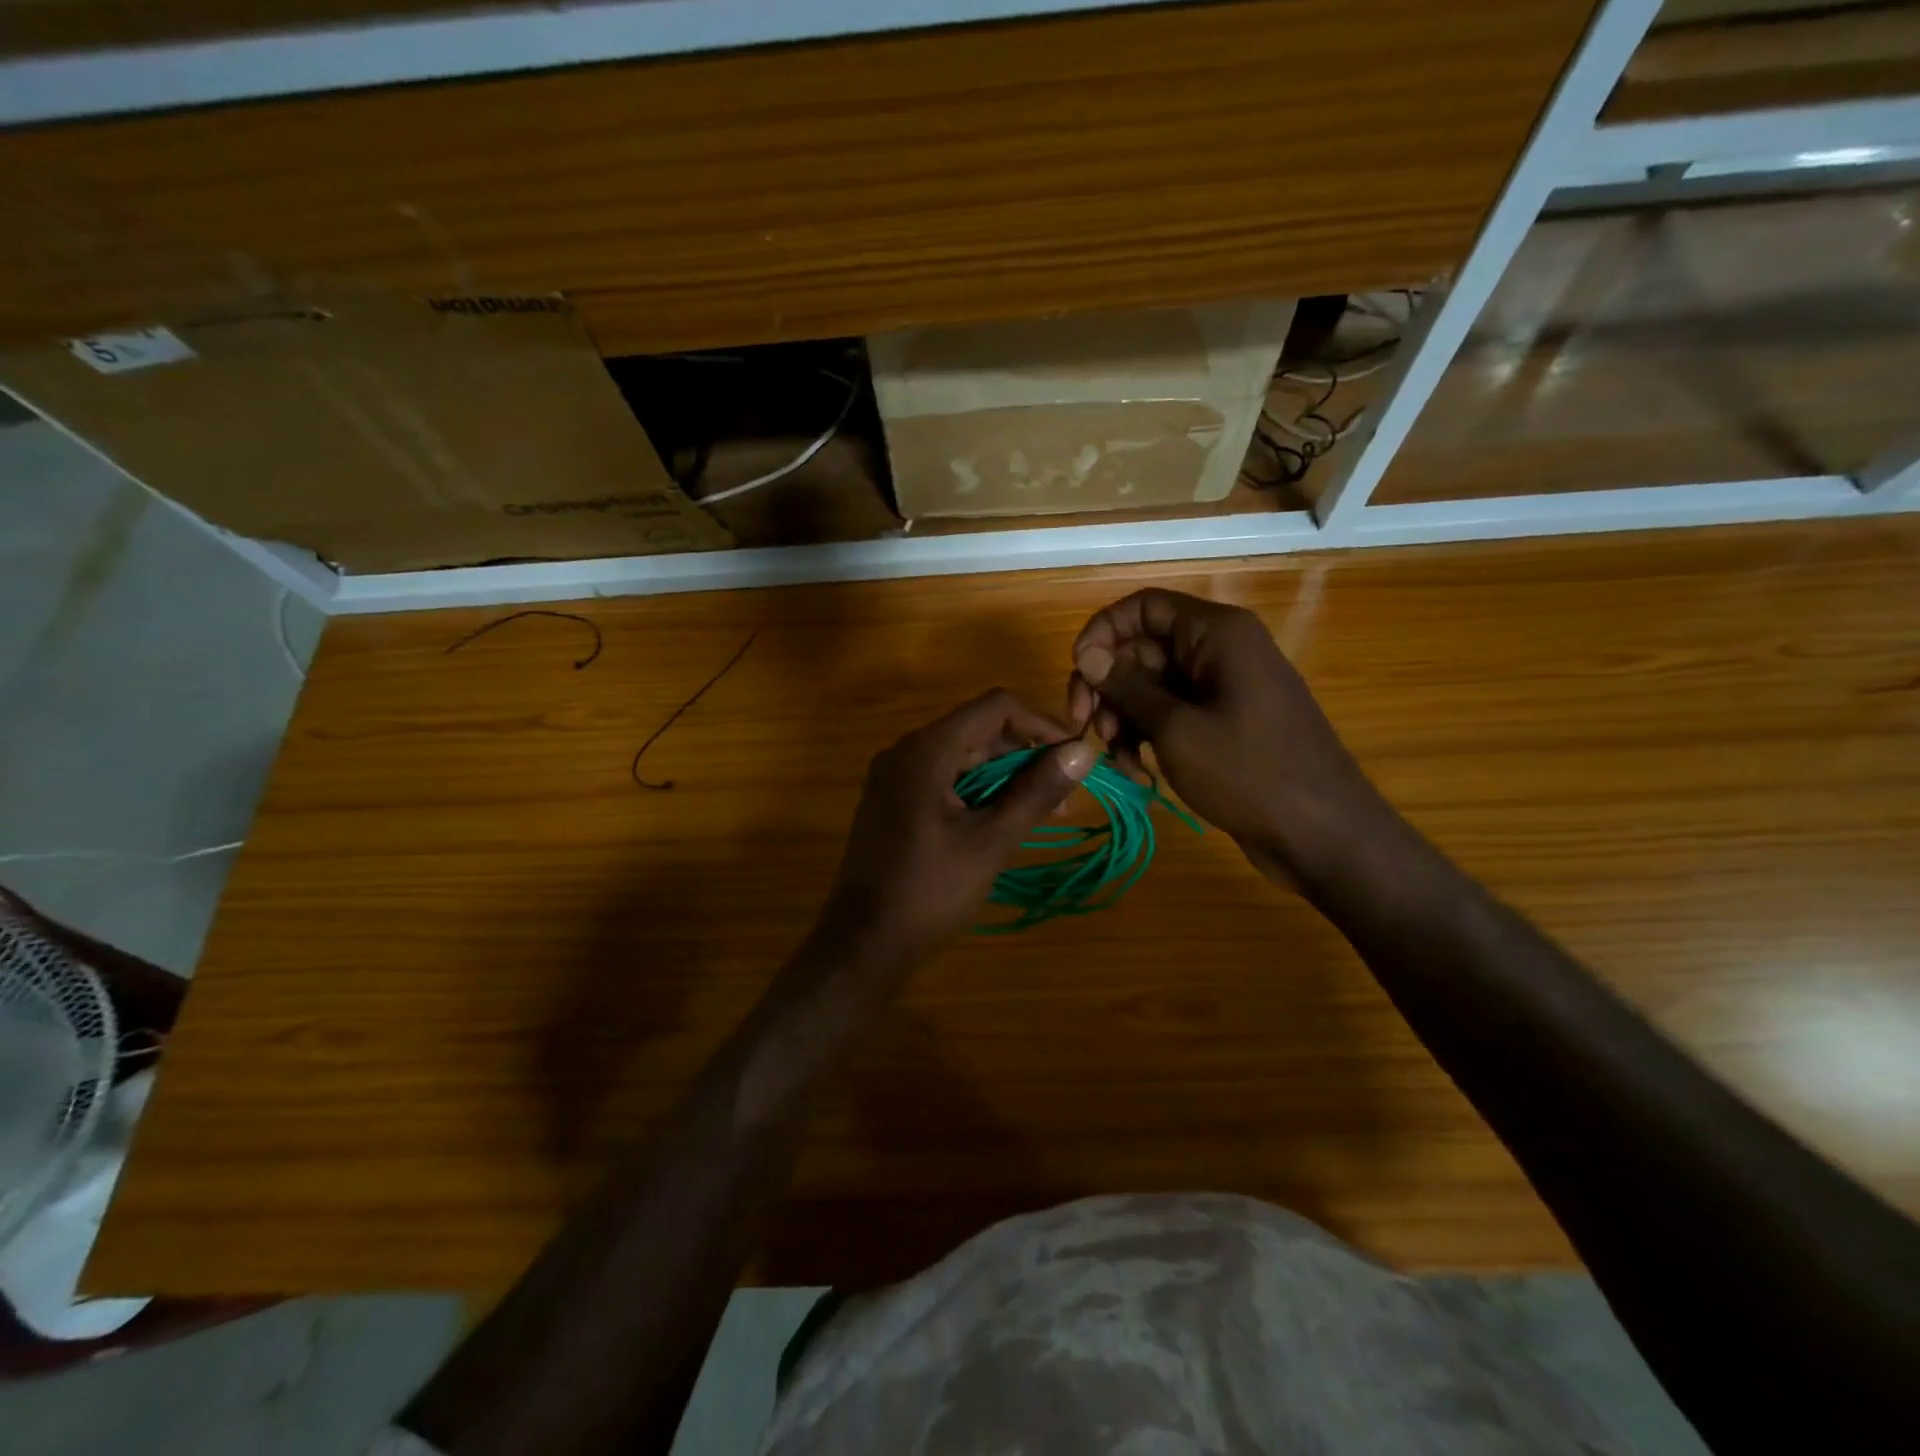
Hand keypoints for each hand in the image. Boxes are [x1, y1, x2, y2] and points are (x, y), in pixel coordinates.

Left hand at [815, 689, 1095, 970]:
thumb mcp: (991, 841)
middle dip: (1026, 756)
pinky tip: (1003, 821)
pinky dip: (978, 792)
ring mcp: (895, 777)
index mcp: (927, 749)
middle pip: (979, 730)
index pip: (995, 707)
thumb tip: (1084, 751)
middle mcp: (906, 751)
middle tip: (1065, 797)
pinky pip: (944, 780)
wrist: (863, 943)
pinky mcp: (892, 802)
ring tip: (1043, 814)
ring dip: (1005, 778)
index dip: (1041, 724)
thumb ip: (1037, 792)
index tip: (1075, 757)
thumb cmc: (929, 890)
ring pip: (963, 757)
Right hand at [1067, 588, 1399, 889]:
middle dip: (1110, 689)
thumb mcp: (1176, 728)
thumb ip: (1127, 686)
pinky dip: (1149, 739)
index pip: (1143, 607)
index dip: (1103, 633)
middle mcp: (1219, 650)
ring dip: (1125, 721)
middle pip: (1142, 650)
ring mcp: (1223, 689)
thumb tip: (1086, 653)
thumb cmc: (1249, 772)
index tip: (1079, 674)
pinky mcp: (1223, 723)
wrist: (1322, 834)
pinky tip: (1141, 775)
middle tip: (1086, 729)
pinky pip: (1172, 715)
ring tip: (1120, 762)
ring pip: (1151, 687)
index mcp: (1216, 633)